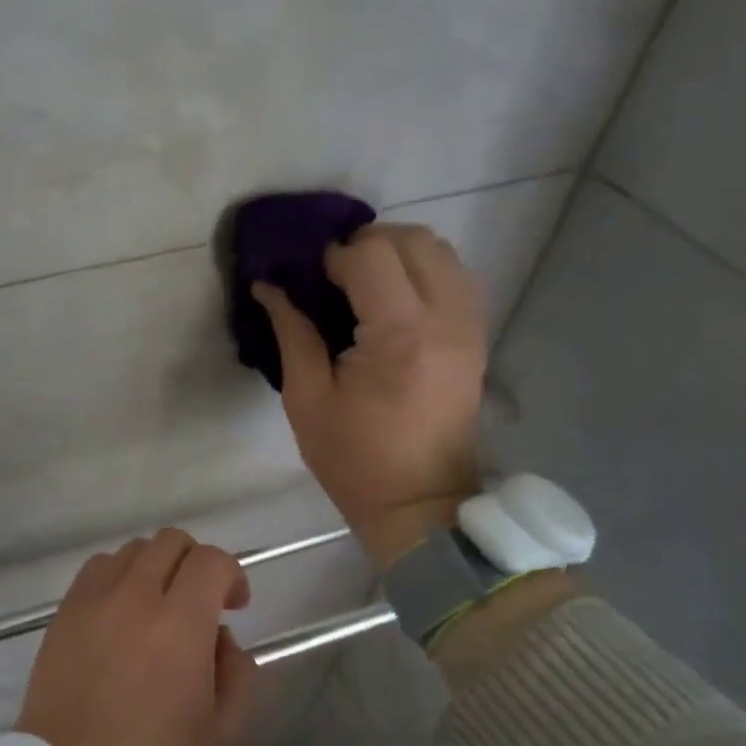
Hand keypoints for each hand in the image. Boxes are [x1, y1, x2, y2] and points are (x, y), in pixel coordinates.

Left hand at [15, 528, 258, 745]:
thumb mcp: (221, 734)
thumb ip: (238, 672)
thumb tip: (220, 635)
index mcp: (179, 625)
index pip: (211, 560)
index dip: (232, 574)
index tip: (234, 605)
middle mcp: (135, 596)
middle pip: (171, 541)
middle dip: (196, 563)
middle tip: (200, 602)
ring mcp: (94, 599)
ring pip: (133, 549)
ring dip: (156, 567)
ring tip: (158, 606)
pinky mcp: (65, 609)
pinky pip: (98, 567)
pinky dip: (119, 575)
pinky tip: (122, 611)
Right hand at [254, 224, 486, 567]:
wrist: (420, 504)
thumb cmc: (355, 460)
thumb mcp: (307, 399)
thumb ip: (292, 332)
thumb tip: (268, 286)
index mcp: (400, 336)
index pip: (371, 256)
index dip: (332, 257)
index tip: (308, 280)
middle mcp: (446, 318)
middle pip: (413, 240)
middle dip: (367, 245)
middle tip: (332, 276)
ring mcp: (470, 326)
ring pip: (441, 251)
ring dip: (397, 254)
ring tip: (361, 285)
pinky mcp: (477, 336)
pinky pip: (455, 276)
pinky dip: (422, 272)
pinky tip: (392, 300)